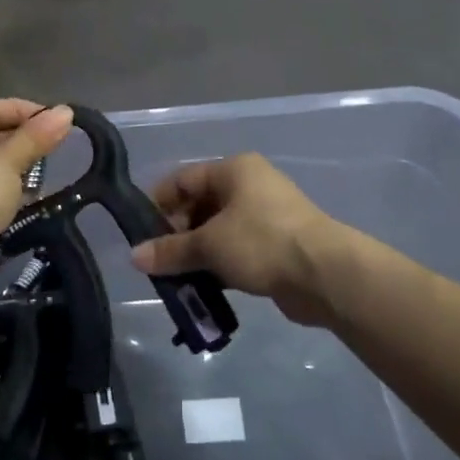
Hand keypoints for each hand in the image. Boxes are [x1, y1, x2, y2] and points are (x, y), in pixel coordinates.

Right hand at [132, 154, 343, 326]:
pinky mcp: (276, 245)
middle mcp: (250, 186)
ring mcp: (266, 216)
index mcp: (234, 170)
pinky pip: (237, 250)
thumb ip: (170, 250)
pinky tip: (203, 288)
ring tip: (176, 280)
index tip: (140, 234)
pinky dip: (219, 266)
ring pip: (218, 232)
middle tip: (158, 263)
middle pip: (200, 205)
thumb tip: (134, 257)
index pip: (183, 179)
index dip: (158, 204)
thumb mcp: (209, 245)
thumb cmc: (261, 243)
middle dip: (177, 235)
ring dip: (197, 254)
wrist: (324, 274)